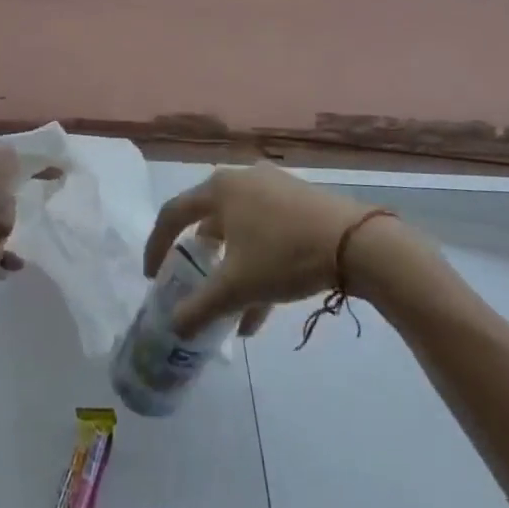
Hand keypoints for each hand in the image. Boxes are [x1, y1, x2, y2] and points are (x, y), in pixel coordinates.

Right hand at [144, 164, 389, 338]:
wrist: (357, 244)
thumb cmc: (284, 255)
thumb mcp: (236, 287)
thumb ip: (199, 308)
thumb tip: (173, 328)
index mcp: (219, 189)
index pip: (173, 214)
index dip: (156, 246)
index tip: (152, 276)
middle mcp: (242, 180)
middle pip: (209, 220)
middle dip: (200, 259)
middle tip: (191, 282)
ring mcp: (274, 187)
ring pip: (241, 231)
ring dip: (232, 270)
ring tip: (232, 311)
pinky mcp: (300, 201)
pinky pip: (267, 233)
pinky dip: (258, 265)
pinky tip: (263, 308)